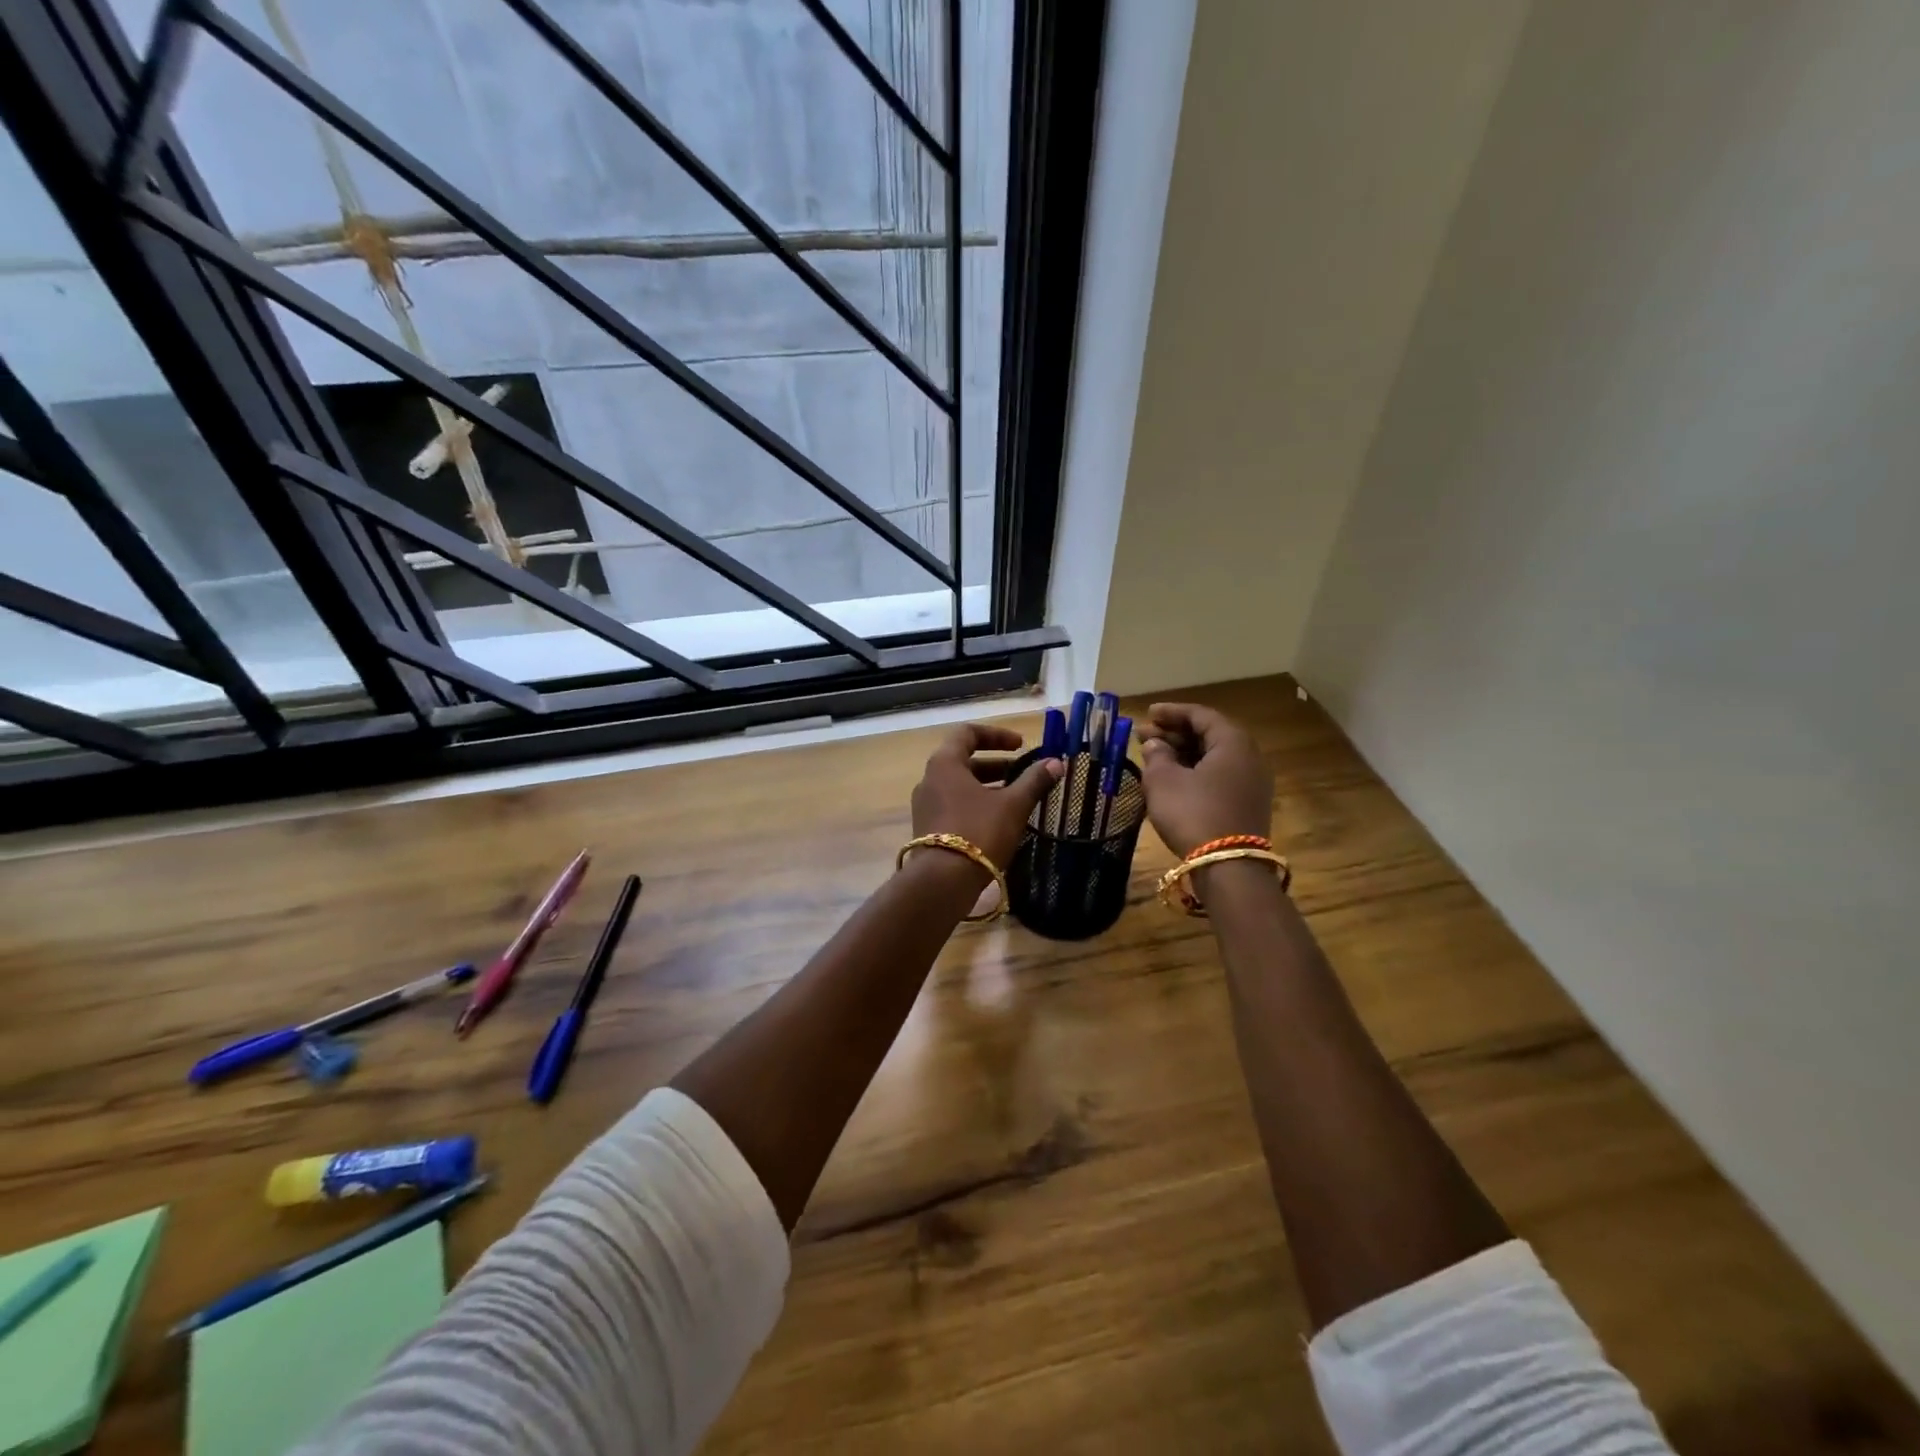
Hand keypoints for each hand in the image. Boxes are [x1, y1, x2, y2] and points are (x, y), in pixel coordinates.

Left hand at [911, 724, 1063, 875]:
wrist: (942, 882)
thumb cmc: (979, 832)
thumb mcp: (1013, 805)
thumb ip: (1034, 781)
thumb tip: (1056, 762)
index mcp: (945, 763)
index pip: (968, 733)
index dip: (997, 735)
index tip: (1021, 745)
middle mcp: (929, 779)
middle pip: (964, 760)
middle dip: (997, 764)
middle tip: (1023, 774)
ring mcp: (925, 805)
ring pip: (960, 785)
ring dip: (988, 786)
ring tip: (1016, 798)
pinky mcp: (927, 828)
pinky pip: (953, 805)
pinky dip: (976, 804)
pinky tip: (998, 821)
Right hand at [1136, 703, 1272, 856]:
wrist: (1227, 867)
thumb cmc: (1193, 813)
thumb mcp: (1163, 781)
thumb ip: (1156, 755)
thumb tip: (1155, 745)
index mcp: (1233, 742)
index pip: (1201, 715)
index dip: (1172, 712)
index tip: (1147, 713)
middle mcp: (1249, 757)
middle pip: (1209, 735)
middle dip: (1174, 733)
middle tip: (1143, 735)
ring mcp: (1251, 783)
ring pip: (1213, 757)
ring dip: (1183, 753)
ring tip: (1153, 757)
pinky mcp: (1247, 805)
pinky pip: (1218, 777)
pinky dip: (1194, 771)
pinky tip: (1172, 779)